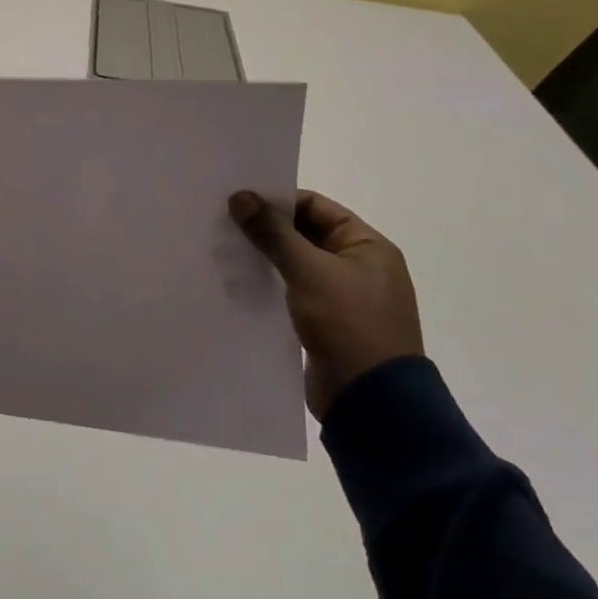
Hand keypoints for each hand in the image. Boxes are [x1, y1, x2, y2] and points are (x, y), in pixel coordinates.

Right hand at [227, 188, 422, 420]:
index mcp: (368, 246)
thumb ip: (273, 232)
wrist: (372, 403)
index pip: (316, 206)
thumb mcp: (308, 271)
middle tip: (225, 223)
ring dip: (267, 257)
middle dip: (267, 229)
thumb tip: (240, 196)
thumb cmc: (349, 324)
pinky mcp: (329, 323)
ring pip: (297, 264)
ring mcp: (345, 297)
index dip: (278, 201)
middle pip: (306, 233)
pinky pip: (295, 291)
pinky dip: (272, 284)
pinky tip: (241, 283)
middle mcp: (360, 266)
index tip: (239, 201)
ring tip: (226, 251)